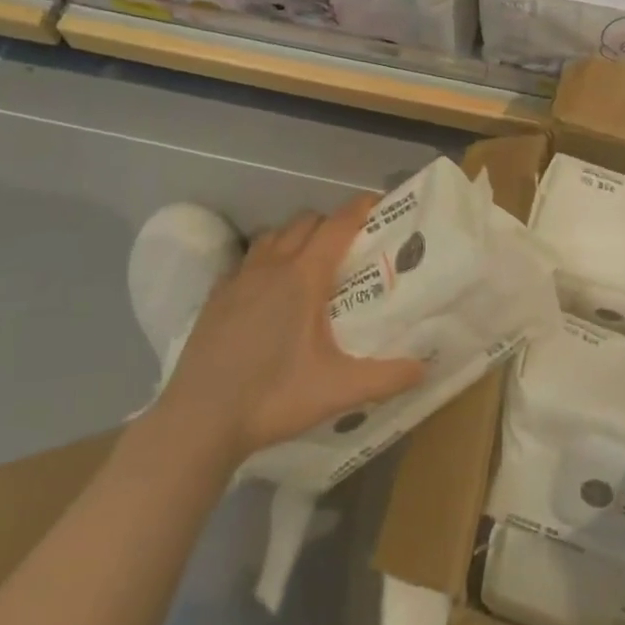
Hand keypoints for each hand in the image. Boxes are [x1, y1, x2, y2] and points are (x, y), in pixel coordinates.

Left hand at [156, 195, 425, 463]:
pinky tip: (267, 289)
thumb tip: (426, 368)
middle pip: (305, 222)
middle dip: (330, 223)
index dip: (359, 209)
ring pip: (272, 236)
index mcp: (303, 278)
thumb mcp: (338, 390)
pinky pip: (246, 260)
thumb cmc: (273, 398)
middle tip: (350, 245)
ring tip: (310, 262)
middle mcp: (271, 266)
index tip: (378, 202)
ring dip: (295, 237)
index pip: (337, 226)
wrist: (198, 421)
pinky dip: (265, 259)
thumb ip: (386, 377)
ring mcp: (238, 279)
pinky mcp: (215, 297)